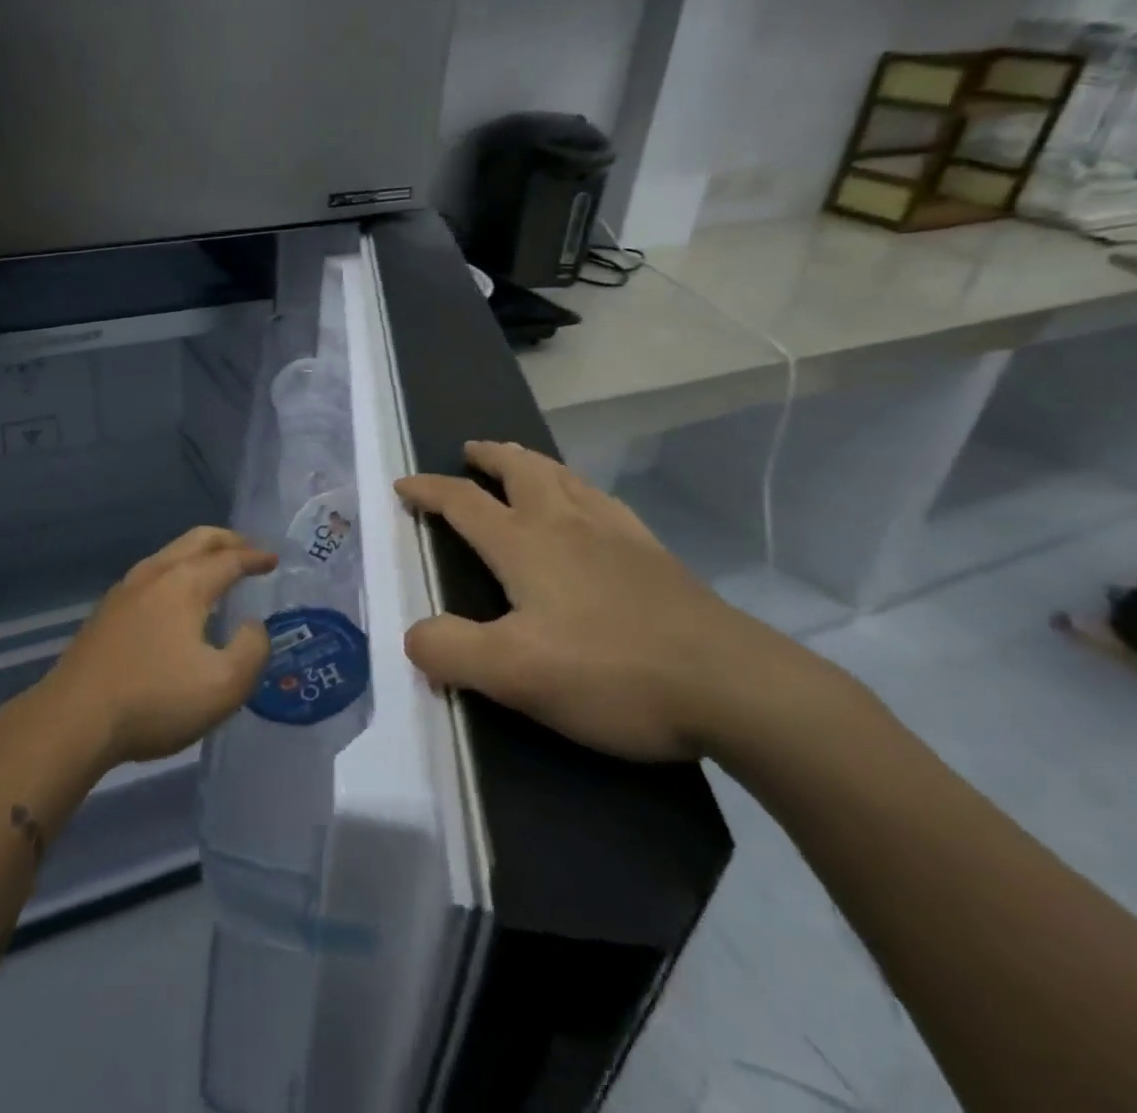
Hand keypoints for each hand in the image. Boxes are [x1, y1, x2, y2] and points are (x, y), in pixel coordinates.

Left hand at [37, 527, 276, 768]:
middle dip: (227, 540)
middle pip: (196, 540)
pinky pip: (152, 574)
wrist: (74, 719)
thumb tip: (253, 626)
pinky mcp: (106, 612)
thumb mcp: (224, 686)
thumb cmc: (154, 701)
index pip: (229, 559)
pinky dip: (176, 572)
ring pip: (169, 554)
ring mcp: (124, 590)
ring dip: (198, 554)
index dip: (255, 557)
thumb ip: (252, 650)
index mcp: (185, 583)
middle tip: (249, 549)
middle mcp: (154, 574)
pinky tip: (176, 600)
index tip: (273, 559)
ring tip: (215, 570)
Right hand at [395, 441, 815, 761]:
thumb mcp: (514, 674)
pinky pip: (605, 501)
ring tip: (522, 465)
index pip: (464, 502)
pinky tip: (591, 508)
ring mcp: (617, 535)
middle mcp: (567, 524)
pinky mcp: (655, 556)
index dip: (429, 490)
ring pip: (565, 478)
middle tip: (470, 450)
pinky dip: (580, 489)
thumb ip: (451, 651)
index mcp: (525, 544)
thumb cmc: (611, 673)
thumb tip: (415, 636)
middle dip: (489, 456)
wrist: (732, 686)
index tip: (404, 484)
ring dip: (533, 463)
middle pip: (520, 470)